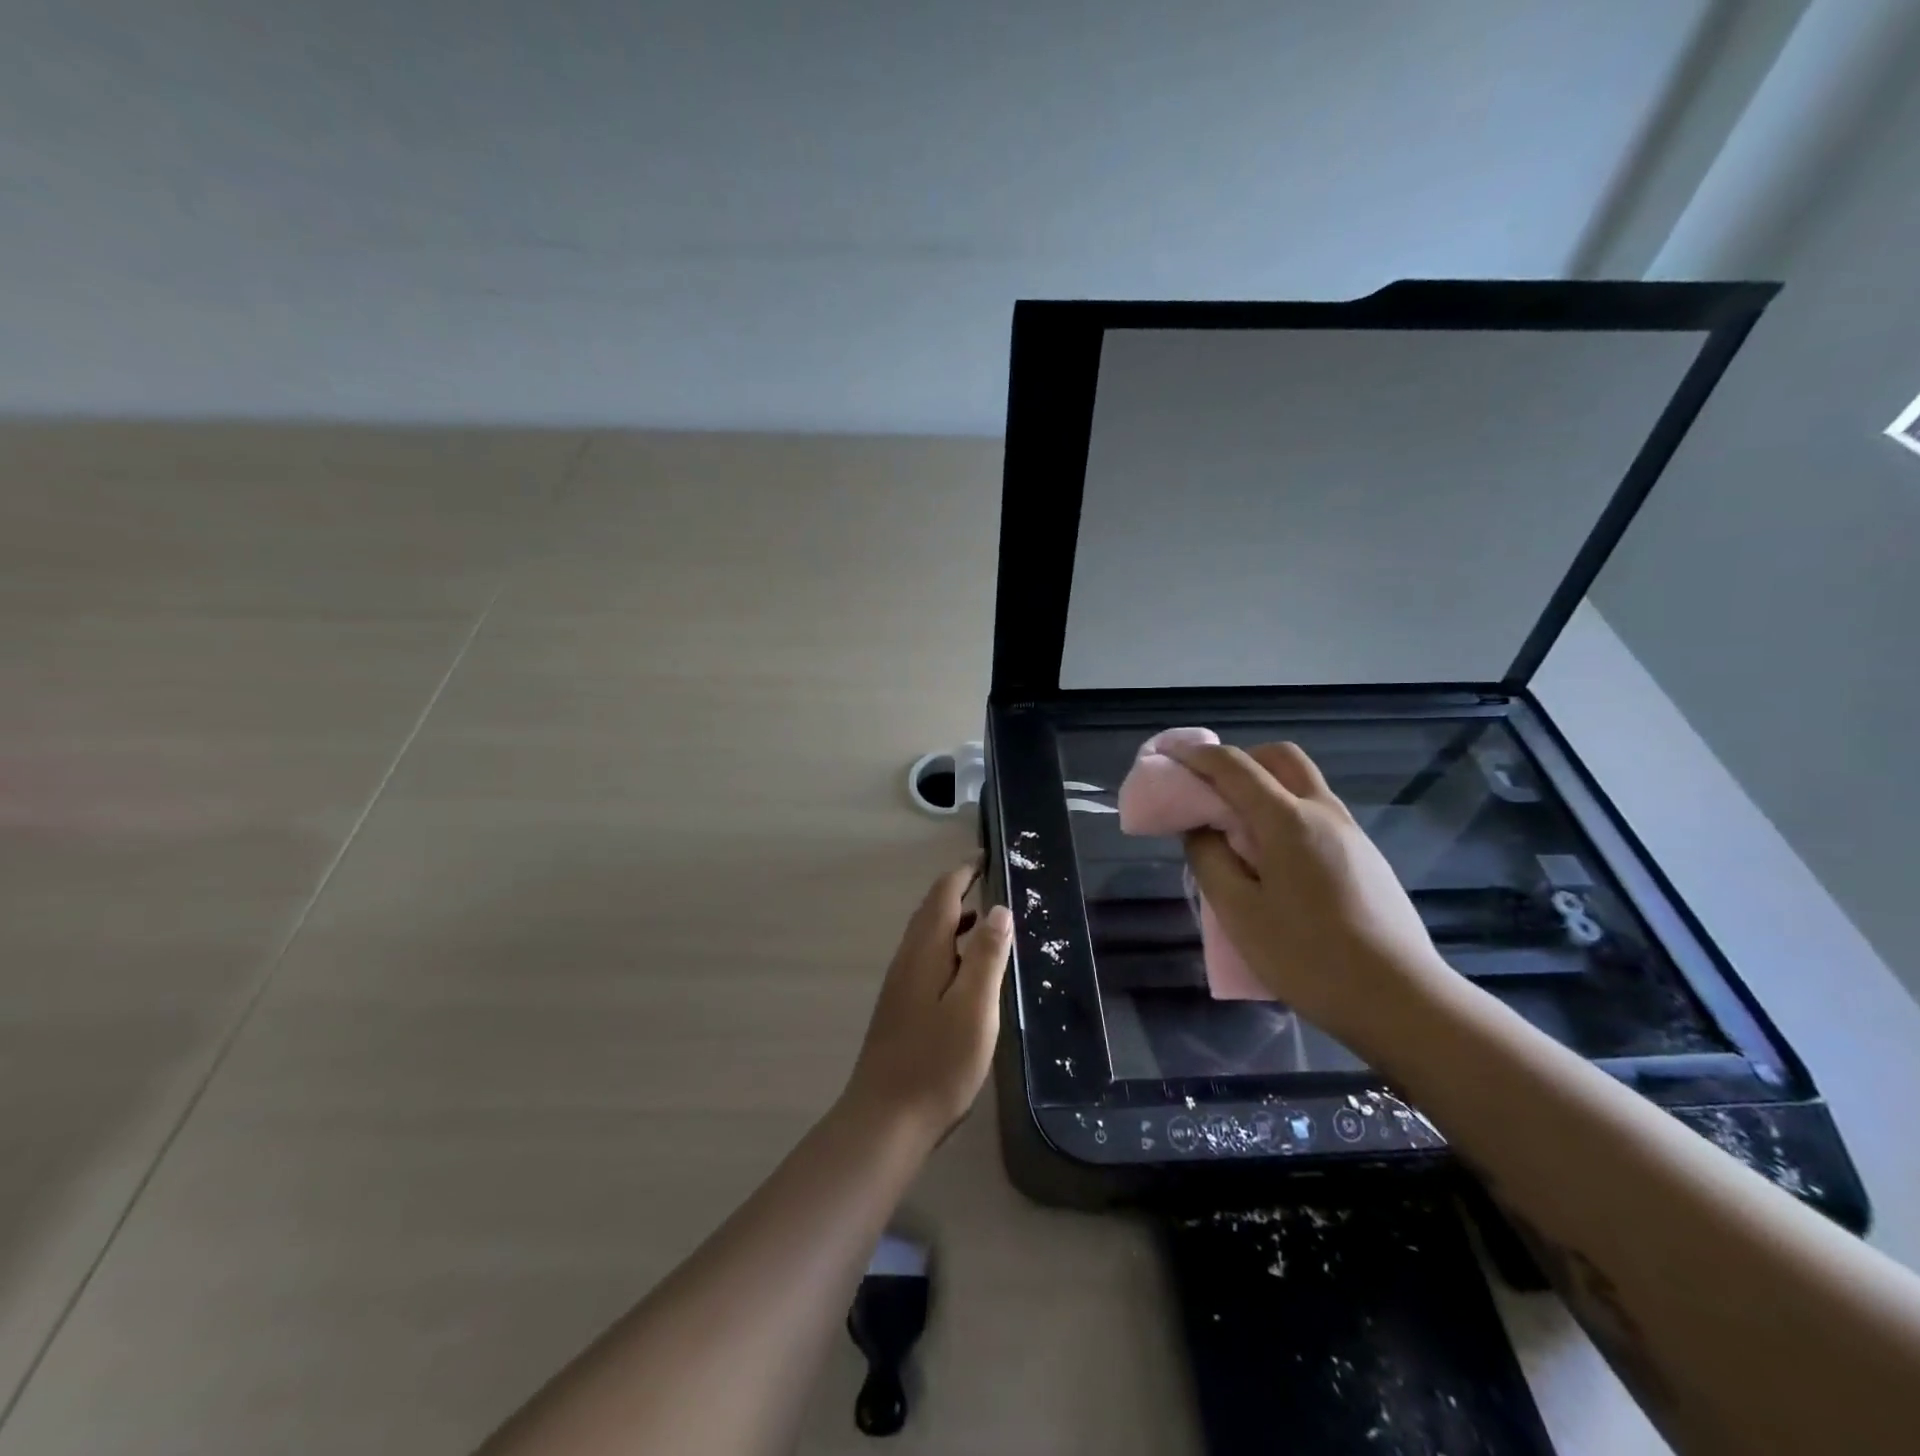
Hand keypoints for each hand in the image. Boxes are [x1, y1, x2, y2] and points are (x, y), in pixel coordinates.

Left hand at [843, 861, 1012, 1143]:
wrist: (886, 1120)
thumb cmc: (937, 1062)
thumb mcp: (974, 1007)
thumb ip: (986, 955)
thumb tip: (998, 908)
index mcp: (924, 952)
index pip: (942, 895)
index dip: (963, 872)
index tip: (986, 856)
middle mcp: (907, 960)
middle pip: (931, 912)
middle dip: (958, 890)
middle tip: (992, 882)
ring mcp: (901, 986)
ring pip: (928, 937)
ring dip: (955, 921)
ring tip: (988, 922)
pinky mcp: (902, 1009)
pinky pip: (928, 960)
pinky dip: (950, 948)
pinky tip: (967, 972)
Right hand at [1171, 741, 1450, 1052]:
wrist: (1401, 1001)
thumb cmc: (1308, 956)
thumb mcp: (1238, 911)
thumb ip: (1210, 860)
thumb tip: (1200, 829)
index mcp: (1288, 819)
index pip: (1234, 766)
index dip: (1196, 756)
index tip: (1168, 757)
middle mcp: (1323, 813)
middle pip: (1280, 758)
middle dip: (1240, 760)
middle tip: (1209, 788)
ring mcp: (1351, 834)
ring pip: (1303, 785)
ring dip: (1264, 787)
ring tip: (1235, 830)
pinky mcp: (1367, 858)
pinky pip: (1317, 815)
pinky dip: (1285, 813)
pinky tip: (1273, 861)